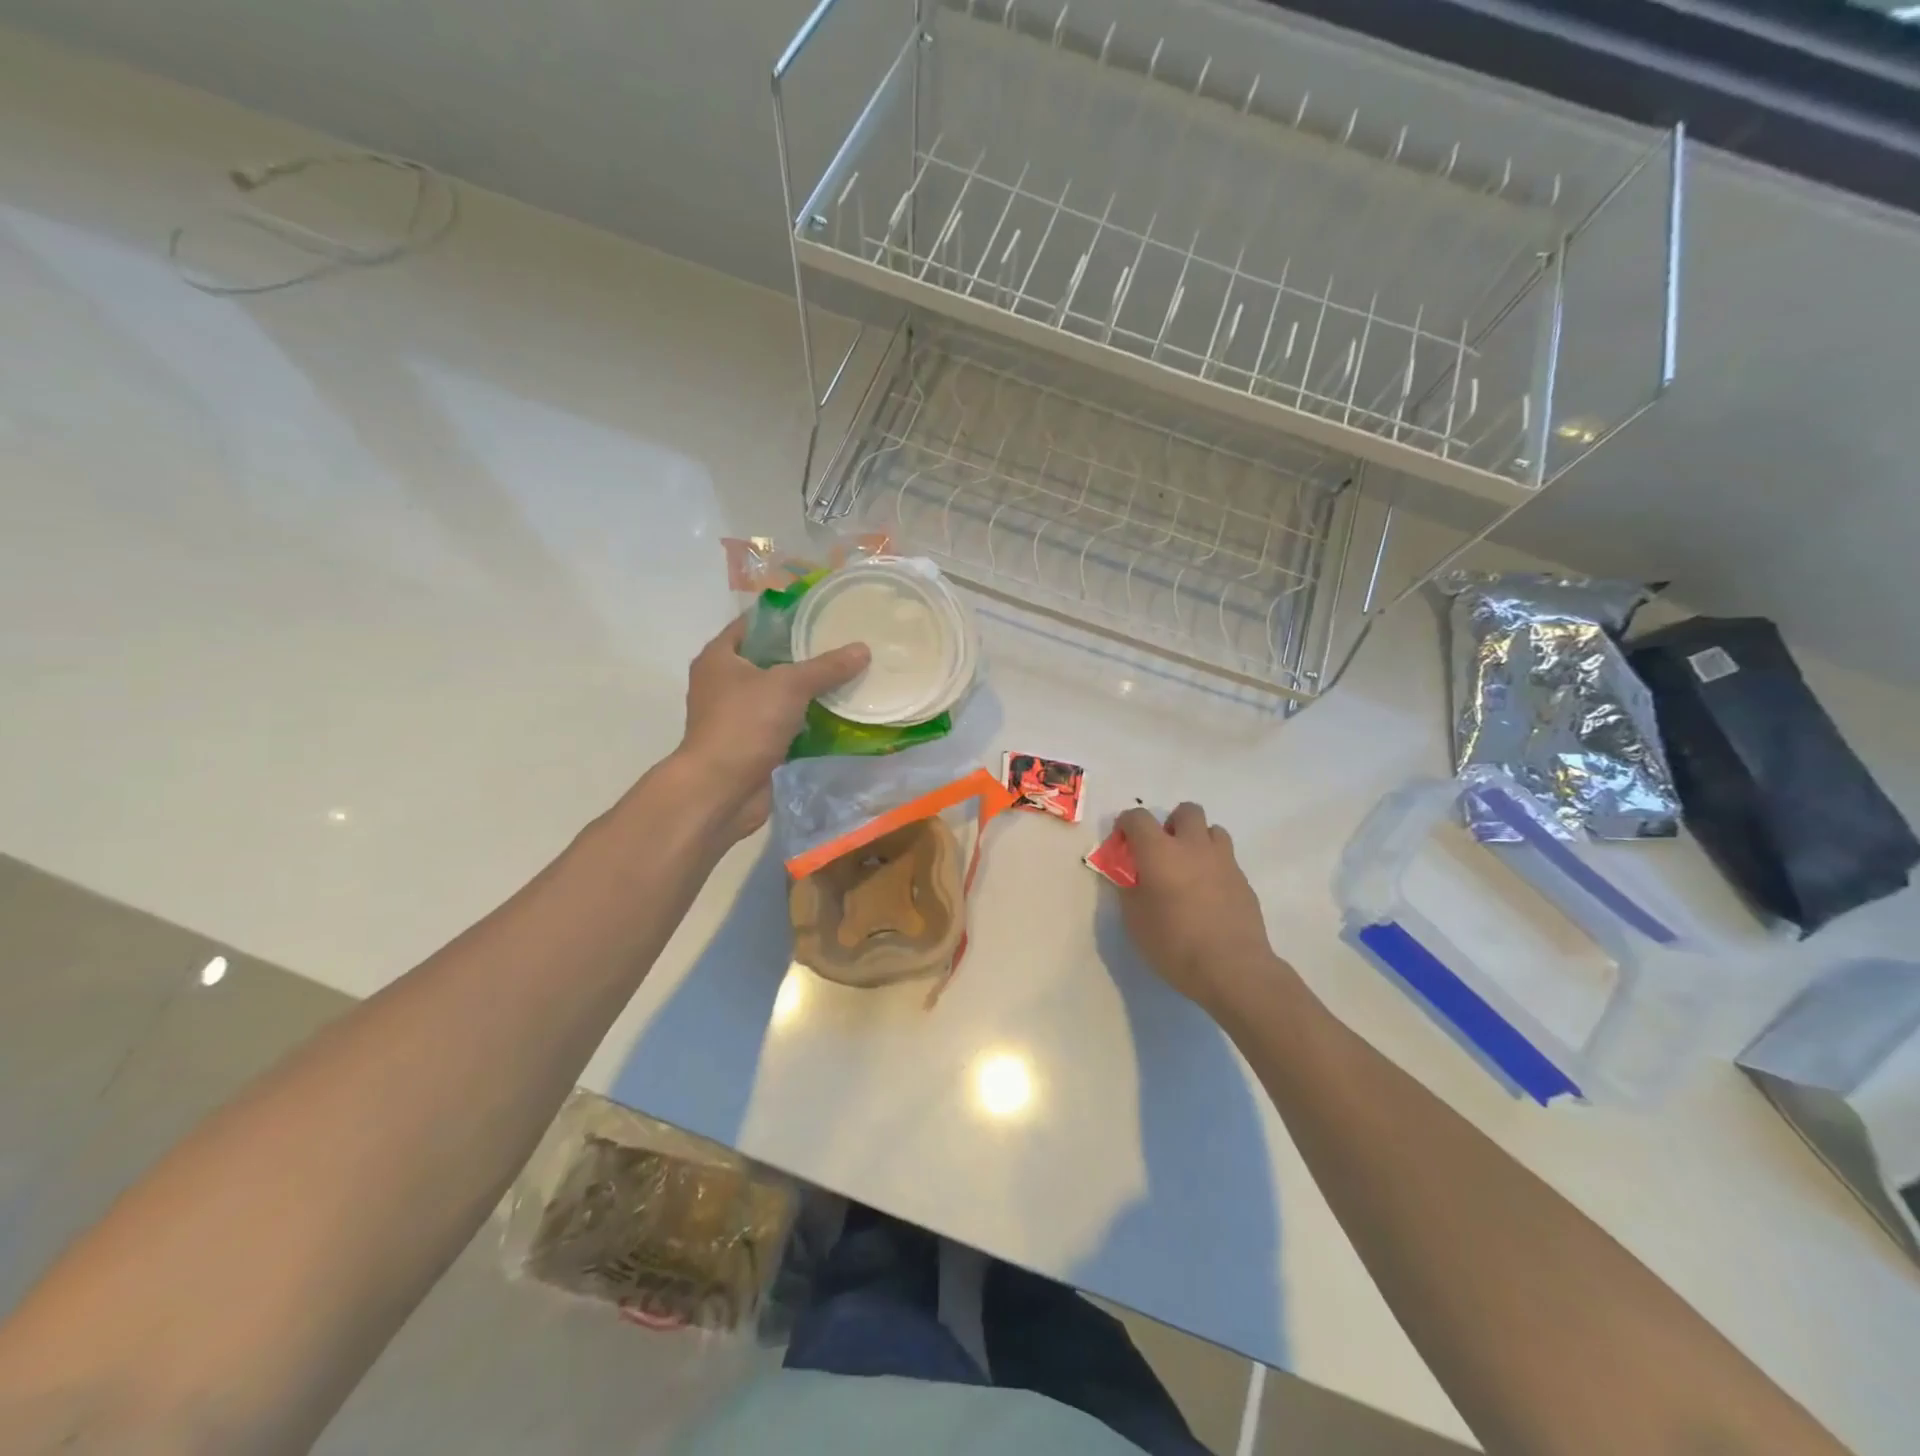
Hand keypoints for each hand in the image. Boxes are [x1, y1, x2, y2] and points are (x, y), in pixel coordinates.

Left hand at [676, 616, 870, 839]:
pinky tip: (837, 715)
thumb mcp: (789, 685)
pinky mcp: (752, 744)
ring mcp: (736, 716)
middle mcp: (723, 683)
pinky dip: (806, 721)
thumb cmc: (745, 724)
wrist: (721, 789)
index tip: (819, 612)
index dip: (784, 616)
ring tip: (846, 676)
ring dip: (807, 690)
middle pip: (768, 659)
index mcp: (720, 658)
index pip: (752, 624)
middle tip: (841, 644)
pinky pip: (784, 724)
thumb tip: (863, 649)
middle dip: (803, 654)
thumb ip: (826, 667)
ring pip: (778, 694)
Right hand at [1116, 803, 1286, 1014]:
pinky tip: (1208, 895)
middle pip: (1186, 811)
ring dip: (1198, 840)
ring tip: (1189, 868)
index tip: (1122, 843)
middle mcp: (1193, 846)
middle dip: (1171, 823)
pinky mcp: (1243, 880)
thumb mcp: (1135, 920)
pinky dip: (1214, 866)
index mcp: (1159, 851)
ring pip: (1213, 830)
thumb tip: (1130, 876)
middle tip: (1162, 851)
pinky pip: (1226, 859)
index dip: (1126, 825)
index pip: (1138, 817)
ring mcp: (1223, 861)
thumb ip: (1129, 889)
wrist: (1232, 968)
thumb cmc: (1174, 944)